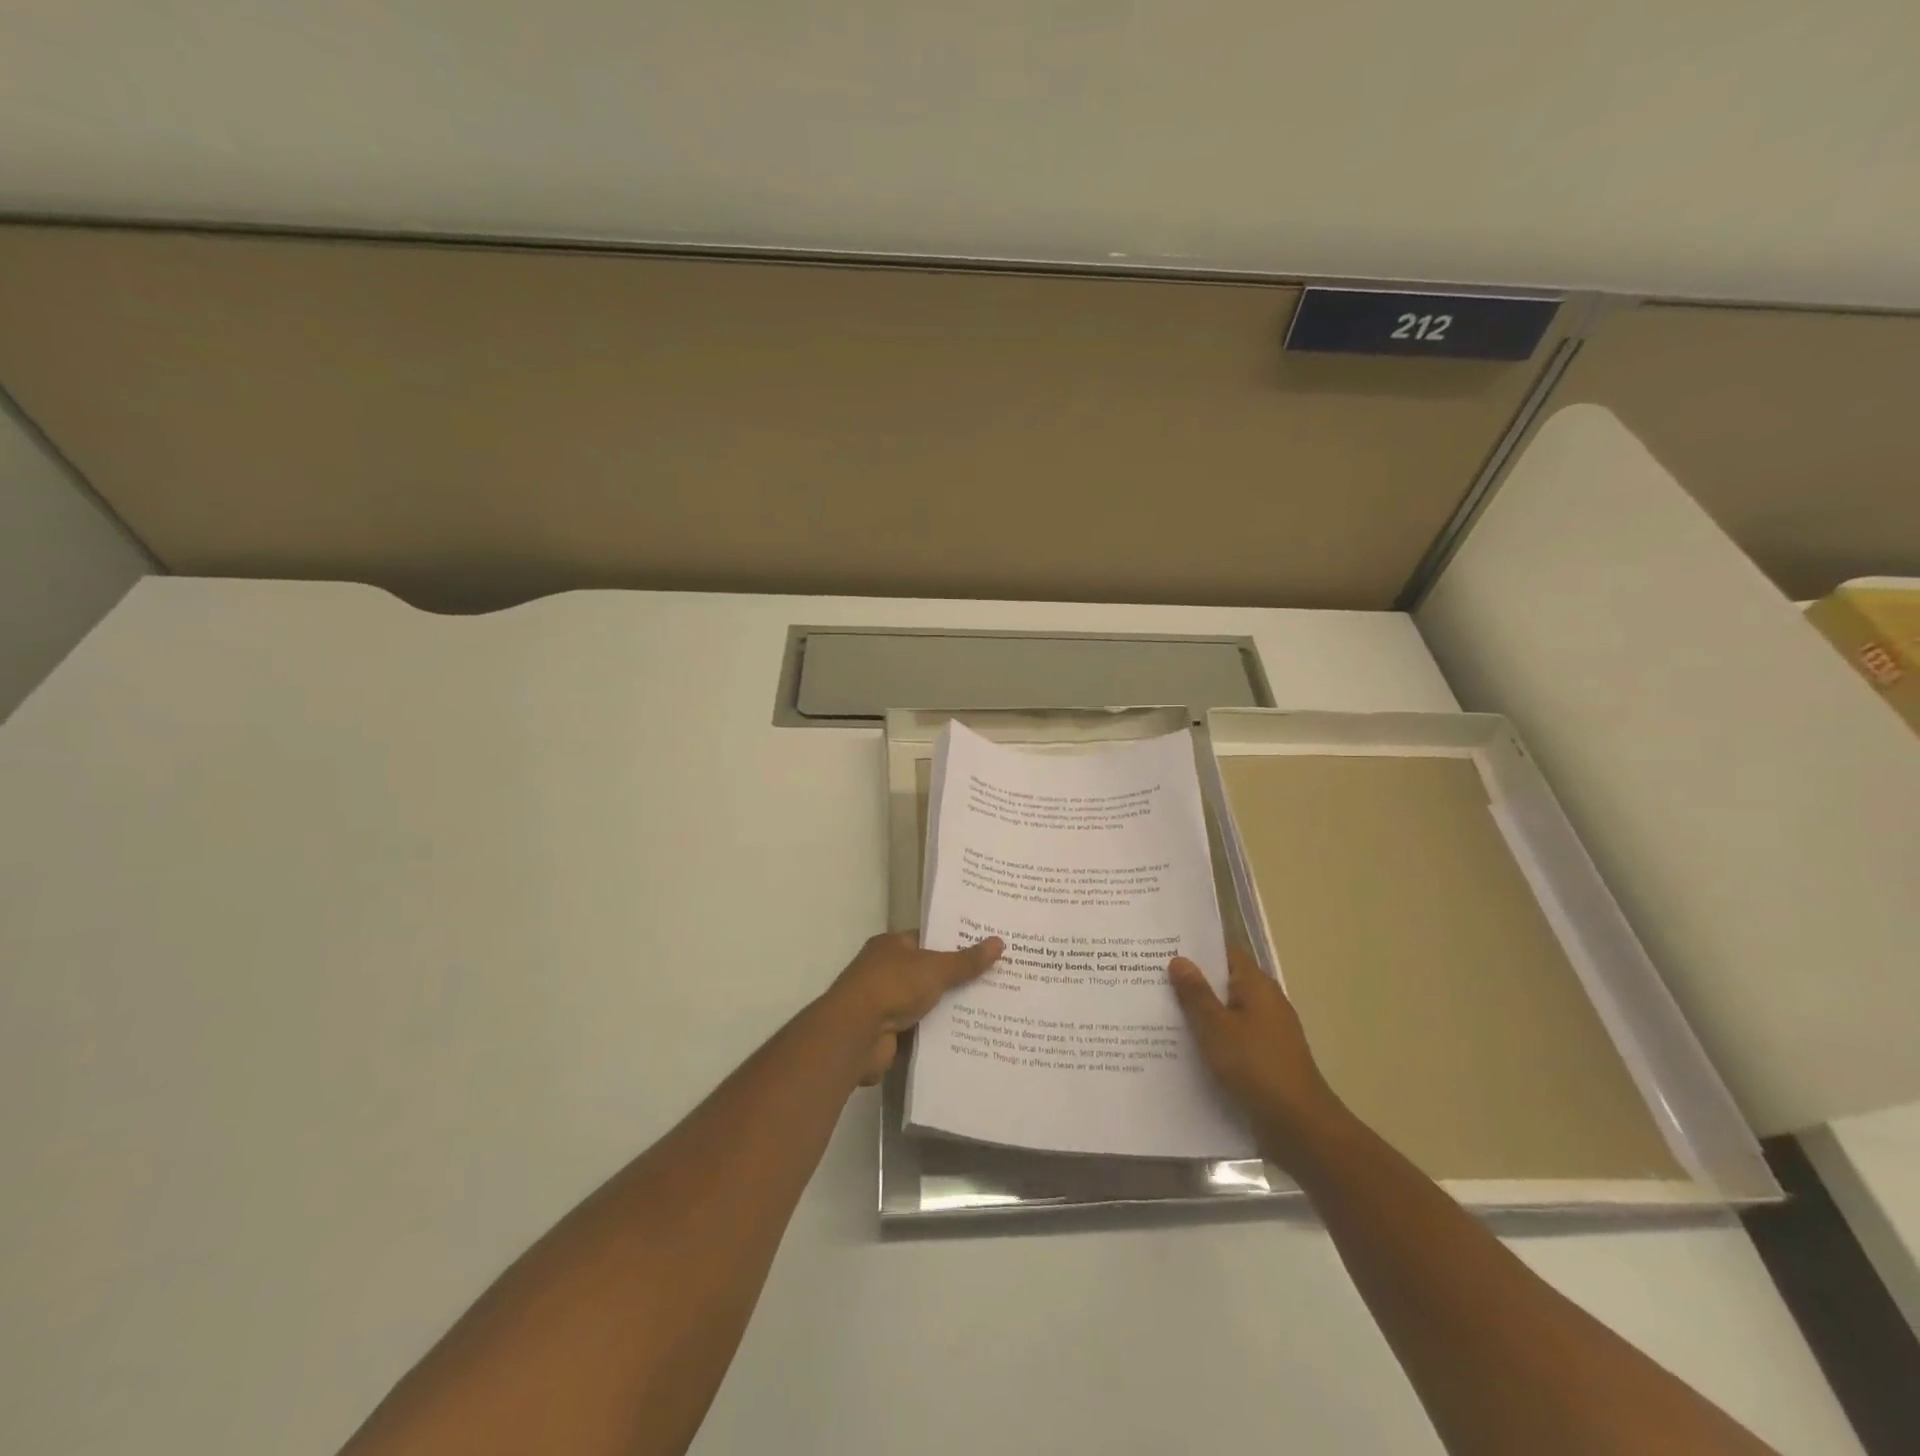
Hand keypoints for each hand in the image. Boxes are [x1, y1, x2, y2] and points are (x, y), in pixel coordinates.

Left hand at [827, 932, 1004, 1085]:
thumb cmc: (892, 986)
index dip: (954, 943)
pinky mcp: (889, 1032)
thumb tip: (999, 942)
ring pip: (926, 1002)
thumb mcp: (935, 968)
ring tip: (990, 1009)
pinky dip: (938, 1032)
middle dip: (956, 978)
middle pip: (928, 972)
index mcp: (891, 945)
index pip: (927, 940)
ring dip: (948, 1007)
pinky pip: (921, 1028)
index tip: (985, 949)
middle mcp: (885, 970)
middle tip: (995, 980)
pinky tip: (967, 1034)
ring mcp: (885, 1002)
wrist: (856, 1034)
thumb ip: (966, 960)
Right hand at [1169, 947, 1343, 1156]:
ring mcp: (1266, 1033)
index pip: (1225, 953)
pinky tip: (1182, 1048)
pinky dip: (1210, 1039)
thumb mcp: (1216, 1027)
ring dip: (1198, 1014)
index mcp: (1257, 986)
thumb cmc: (1256, 1067)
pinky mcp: (1264, 1059)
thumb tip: (1179, 959)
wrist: (1300, 1127)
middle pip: (1223, 983)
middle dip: (1191, 983)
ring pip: (1225, 1013)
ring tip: (1157, 1012)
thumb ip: (1195, 994)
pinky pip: (1231, 1038)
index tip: (1163, 949)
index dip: (1196, 949)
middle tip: (1150, 980)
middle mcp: (1265, 1003)